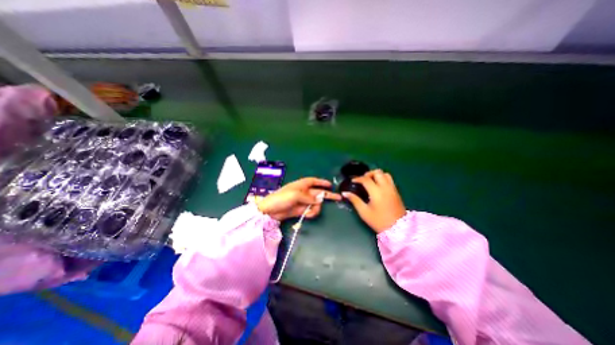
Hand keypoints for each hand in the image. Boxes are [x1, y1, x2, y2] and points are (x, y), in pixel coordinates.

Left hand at [255, 178, 340, 220]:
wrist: (270, 211)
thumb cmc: (282, 198)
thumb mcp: (296, 195)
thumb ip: (309, 197)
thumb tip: (320, 199)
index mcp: (302, 185)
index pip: (314, 181)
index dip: (322, 182)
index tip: (330, 185)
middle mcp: (304, 192)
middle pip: (319, 193)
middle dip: (327, 195)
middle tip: (339, 198)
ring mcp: (303, 201)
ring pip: (316, 204)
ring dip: (316, 208)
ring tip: (309, 212)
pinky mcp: (301, 210)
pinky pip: (311, 210)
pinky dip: (311, 213)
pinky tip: (306, 215)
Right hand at [343, 170, 407, 233]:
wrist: (397, 229)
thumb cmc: (378, 221)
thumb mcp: (364, 212)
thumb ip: (354, 200)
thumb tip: (345, 193)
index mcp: (376, 192)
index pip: (366, 179)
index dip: (358, 178)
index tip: (353, 181)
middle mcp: (385, 187)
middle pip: (377, 172)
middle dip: (368, 174)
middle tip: (363, 180)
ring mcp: (392, 189)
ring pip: (385, 174)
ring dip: (377, 175)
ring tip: (371, 181)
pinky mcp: (396, 192)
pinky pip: (390, 179)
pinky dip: (383, 178)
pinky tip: (378, 186)